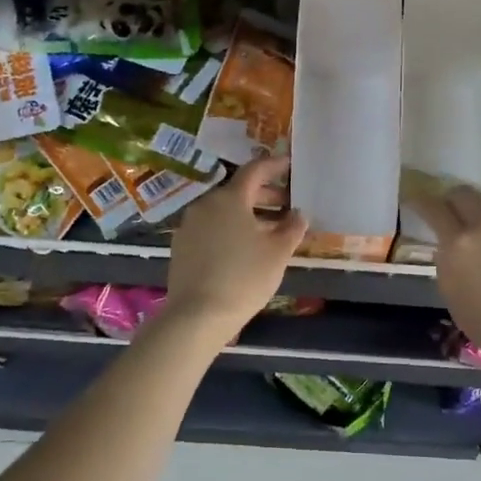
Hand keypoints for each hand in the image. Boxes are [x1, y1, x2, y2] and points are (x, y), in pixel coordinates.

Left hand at [162, 157, 307, 338]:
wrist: (197, 315)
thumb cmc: (244, 277)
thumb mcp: (278, 253)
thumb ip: (292, 228)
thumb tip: (298, 214)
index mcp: (230, 198)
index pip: (255, 170)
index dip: (274, 166)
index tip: (290, 165)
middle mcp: (206, 204)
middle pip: (239, 191)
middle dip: (265, 194)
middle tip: (287, 203)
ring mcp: (190, 225)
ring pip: (224, 211)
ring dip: (248, 214)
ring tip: (270, 230)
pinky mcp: (181, 246)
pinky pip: (212, 228)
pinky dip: (230, 229)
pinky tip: (243, 248)